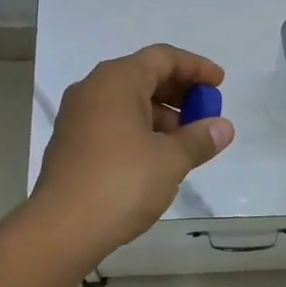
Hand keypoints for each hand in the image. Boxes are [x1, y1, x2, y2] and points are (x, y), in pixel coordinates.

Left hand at [32, 44, 235, 258]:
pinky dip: (140, 131)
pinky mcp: (72, 144)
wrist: (62, 228)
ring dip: (161, 116)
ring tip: (186, 143)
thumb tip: (222, 128)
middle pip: (143, 76)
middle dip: (179, 93)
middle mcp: (93, 90)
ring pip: (128, 103)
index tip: (220, 84)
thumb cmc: (122, 182)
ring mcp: (78, 118)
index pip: (162, 57)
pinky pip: (114, 124)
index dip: (195, 68)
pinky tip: (158, 158)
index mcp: (116, 80)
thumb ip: (199, 139)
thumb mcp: (170, 159)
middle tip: (206, 114)